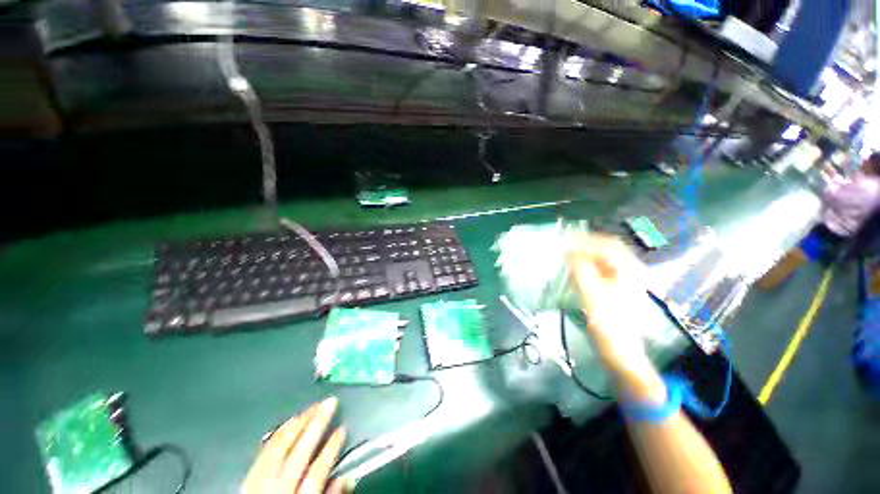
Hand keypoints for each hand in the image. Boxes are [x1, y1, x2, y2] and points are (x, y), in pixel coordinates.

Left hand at [243, 397, 350, 493]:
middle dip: (316, 424)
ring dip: (298, 424)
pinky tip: (289, 422)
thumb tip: (348, 478)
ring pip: (279, 448)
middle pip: (299, 453)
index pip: (317, 472)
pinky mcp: (248, 478)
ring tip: (313, 406)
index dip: (331, 449)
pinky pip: (263, 451)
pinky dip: (278, 434)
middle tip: (330, 402)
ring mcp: (259, 483)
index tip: (342, 429)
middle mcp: (277, 489)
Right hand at [568, 233, 663, 400]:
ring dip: (585, 255)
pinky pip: (600, 270)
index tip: (565, 240)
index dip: (586, 240)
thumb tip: (570, 251)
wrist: (622, 353)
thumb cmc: (609, 325)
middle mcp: (630, 272)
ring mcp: (624, 281)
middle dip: (585, 246)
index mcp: (629, 272)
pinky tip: (575, 270)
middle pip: (607, 250)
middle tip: (564, 247)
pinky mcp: (616, 290)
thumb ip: (581, 271)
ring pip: (603, 260)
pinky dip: (587, 266)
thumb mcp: (592, 296)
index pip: (607, 245)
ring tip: (567, 256)